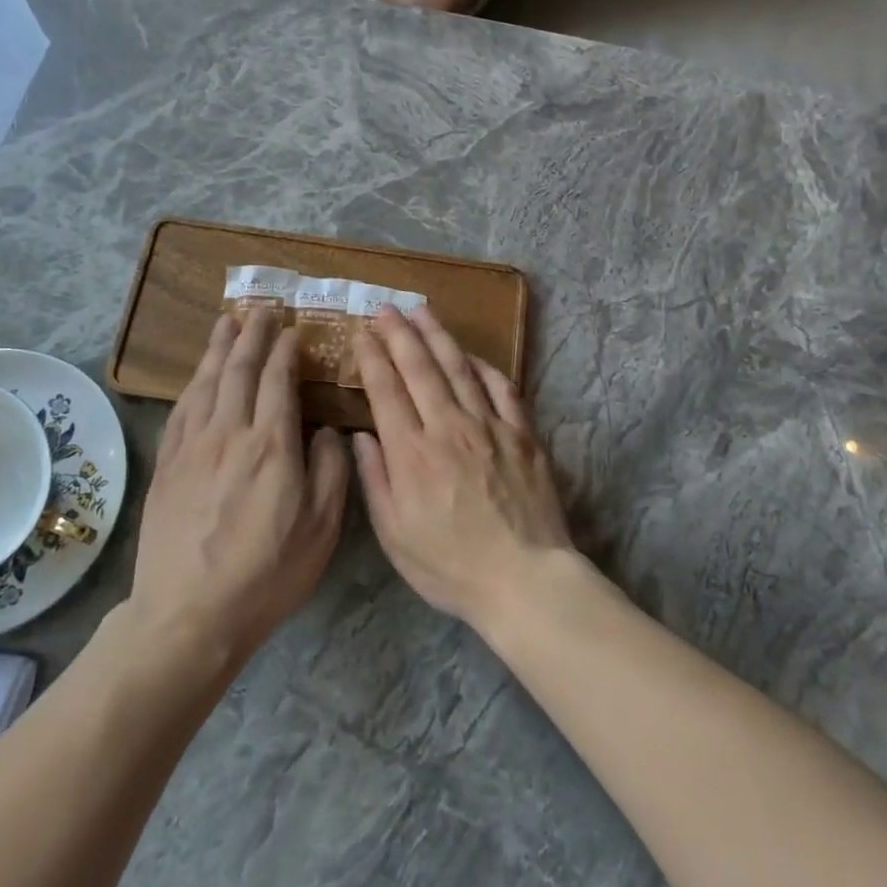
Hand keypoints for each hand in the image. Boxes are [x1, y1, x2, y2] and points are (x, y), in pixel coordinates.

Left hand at [129, 312, 348, 667]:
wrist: (189, 614)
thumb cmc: (266, 573)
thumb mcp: (322, 528)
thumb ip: (329, 470)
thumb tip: (325, 430)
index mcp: (271, 445)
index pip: (278, 380)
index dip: (285, 351)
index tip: (292, 330)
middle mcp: (229, 433)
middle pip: (239, 370)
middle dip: (252, 335)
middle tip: (260, 309)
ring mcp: (192, 447)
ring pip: (206, 382)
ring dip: (218, 348)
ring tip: (227, 322)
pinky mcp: (167, 465)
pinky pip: (181, 409)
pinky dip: (193, 383)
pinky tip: (198, 375)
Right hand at [352, 304, 572, 627]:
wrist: (524, 579)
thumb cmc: (451, 566)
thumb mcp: (395, 536)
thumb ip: (375, 480)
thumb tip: (361, 436)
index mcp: (412, 453)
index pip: (386, 390)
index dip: (372, 357)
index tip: (363, 333)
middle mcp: (448, 428)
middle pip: (420, 368)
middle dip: (400, 334)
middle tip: (386, 308)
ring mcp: (489, 426)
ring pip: (459, 368)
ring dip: (438, 336)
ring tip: (422, 311)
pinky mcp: (522, 433)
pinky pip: (501, 388)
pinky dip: (484, 366)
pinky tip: (471, 355)